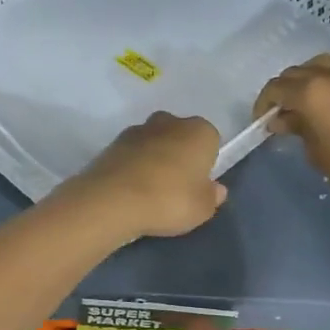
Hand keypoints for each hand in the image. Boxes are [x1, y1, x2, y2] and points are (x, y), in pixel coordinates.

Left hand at [66, 112, 226, 238]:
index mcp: (199, 131)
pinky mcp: (112, 143)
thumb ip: (212, 197)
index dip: (205, 163)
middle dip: (178, 155)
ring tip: (149, 191)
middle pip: (180, 136)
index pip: (210, 141)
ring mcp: (138, 129)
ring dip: (153, 159)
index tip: (197, 184)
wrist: (114, 200)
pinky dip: (132, 166)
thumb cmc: (170, 200)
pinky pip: (131, 154)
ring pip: (154, 143)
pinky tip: (130, 190)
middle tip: (175, 187)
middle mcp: (170, 122)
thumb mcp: (202, 208)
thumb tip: (216, 189)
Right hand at [255, 54, 329, 193]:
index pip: (276, 88)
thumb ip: (296, 128)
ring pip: (317, 64)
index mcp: (308, 92)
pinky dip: (325, 77)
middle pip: (294, 73)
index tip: (262, 120)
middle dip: (283, 90)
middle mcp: (327, 75)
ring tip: (303, 99)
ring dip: (304, 78)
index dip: (264, 103)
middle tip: (281, 112)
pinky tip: (325, 96)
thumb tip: (282, 119)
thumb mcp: (315, 150)